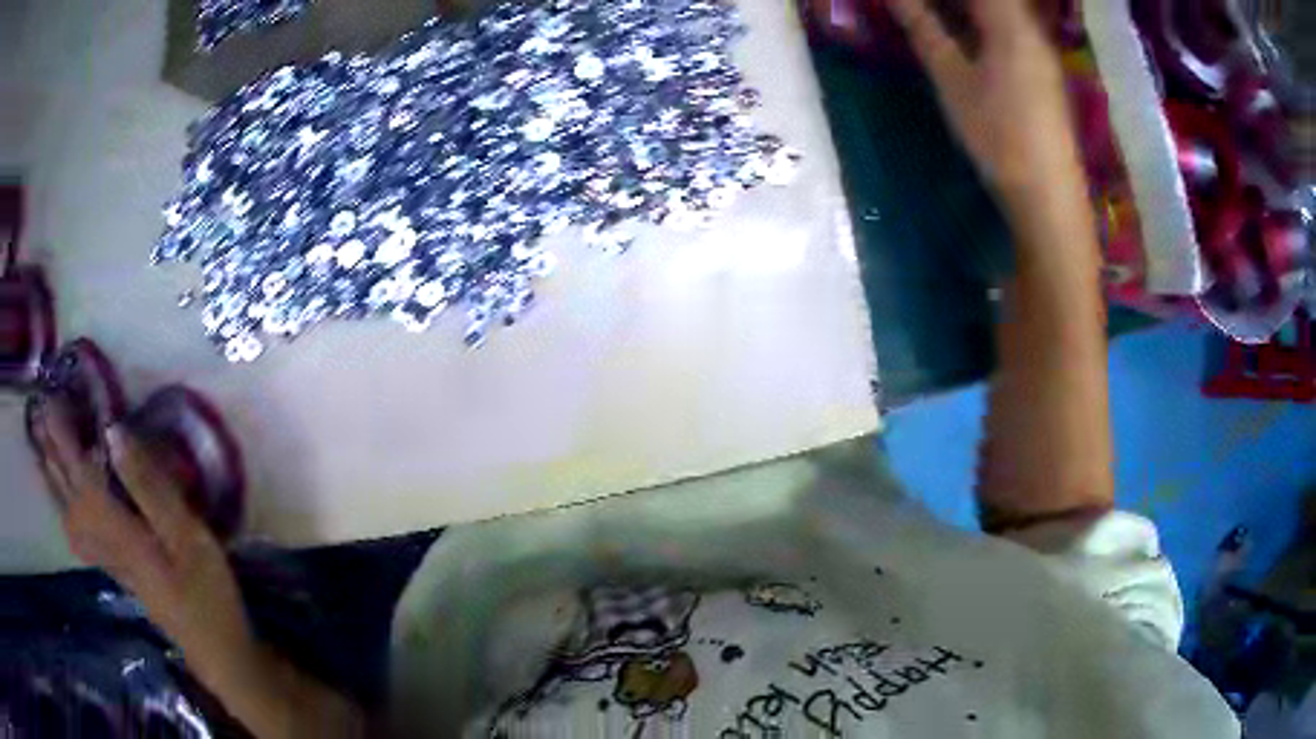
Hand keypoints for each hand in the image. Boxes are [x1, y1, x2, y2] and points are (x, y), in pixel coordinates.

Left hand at [32, 399, 258, 688]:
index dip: (65, 441)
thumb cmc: (208, 593)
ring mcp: (113, 563)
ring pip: (72, 519)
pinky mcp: (122, 571)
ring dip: (56, 483)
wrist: (219, 651)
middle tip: (40, 417)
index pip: (82, 479)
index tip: (51, 403)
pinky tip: (70, 505)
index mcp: (122, 534)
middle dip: (53, 457)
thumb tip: (113, 433)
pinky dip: (69, 512)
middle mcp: (108, 547)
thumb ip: (149, 487)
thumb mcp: (187, 538)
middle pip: (71, 499)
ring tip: (44, 451)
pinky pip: (83, 536)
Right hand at [888, 0, 1080, 198]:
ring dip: (965, 10)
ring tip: (932, 15)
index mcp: (1010, 23)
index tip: (911, 2)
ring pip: (1001, 12)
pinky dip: (981, 23)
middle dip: (951, 1)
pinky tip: (961, 35)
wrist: (1048, 196)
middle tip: (918, 9)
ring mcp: (1040, 51)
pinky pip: (1009, 28)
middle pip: (994, 0)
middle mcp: (1030, 29)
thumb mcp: (952, 79)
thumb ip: (924, 28)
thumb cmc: (999, 135)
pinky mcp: (1041, 71)